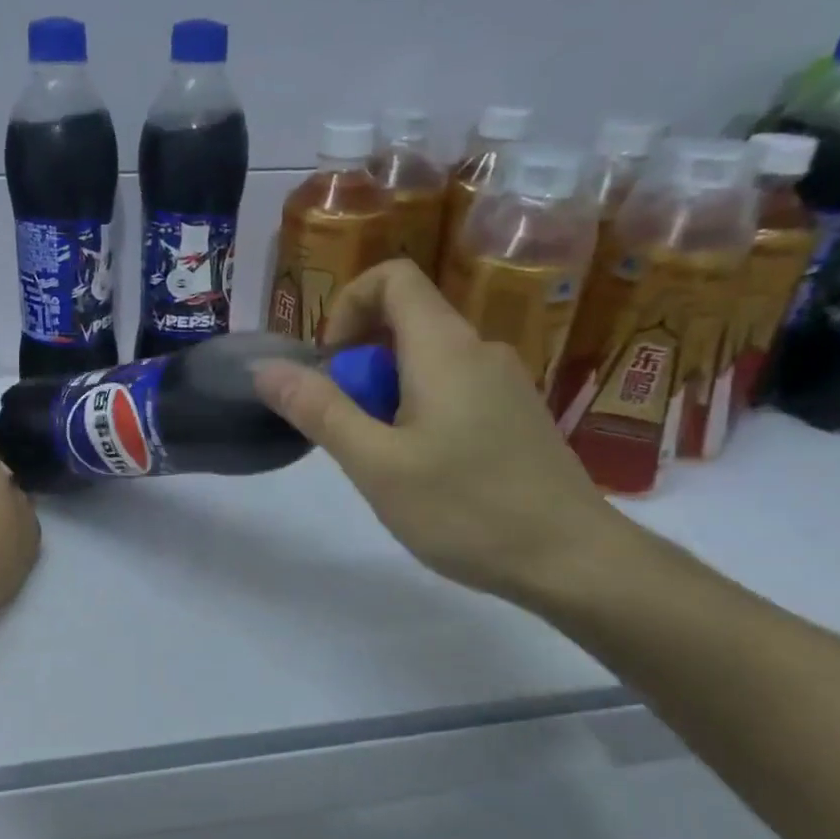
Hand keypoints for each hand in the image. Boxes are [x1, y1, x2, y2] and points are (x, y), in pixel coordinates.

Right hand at [252, 259, 623, 603]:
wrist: (574, 561)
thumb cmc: (467, 509)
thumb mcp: (376, 463)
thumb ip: (318, 410)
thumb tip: (266, 368)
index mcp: (445, 347)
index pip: (393, 278)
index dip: (348, 306)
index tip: (331, 365)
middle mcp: (480, 350)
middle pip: (405, 324)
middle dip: (360, 367)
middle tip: (351, 431)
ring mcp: (505, 383)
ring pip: (426, 364)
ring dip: (387, 397)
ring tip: (386, 463)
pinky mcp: (516, 416)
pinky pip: (453, 391)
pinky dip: (419, 414)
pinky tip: (425, 474)